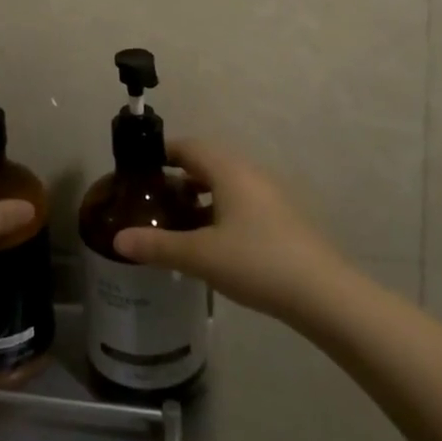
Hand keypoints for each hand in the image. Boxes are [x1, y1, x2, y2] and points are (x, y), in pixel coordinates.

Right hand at [113, 141, 347, 320]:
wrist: (324, 294)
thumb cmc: (257, 262)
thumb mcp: (201, 256)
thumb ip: (158, 245)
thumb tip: (118, 239)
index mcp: (229, 170)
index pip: (189, 146)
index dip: (162, 153)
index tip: (139, 171)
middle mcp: (250, 173)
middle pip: (207, 163)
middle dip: (178, 177)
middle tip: (152, 200)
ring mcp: (270, 195)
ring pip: (225, 184)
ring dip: (200, 196)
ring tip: (177, 222)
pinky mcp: (282, 218)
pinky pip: (242, 202)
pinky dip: (220, 211)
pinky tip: (212, 242)